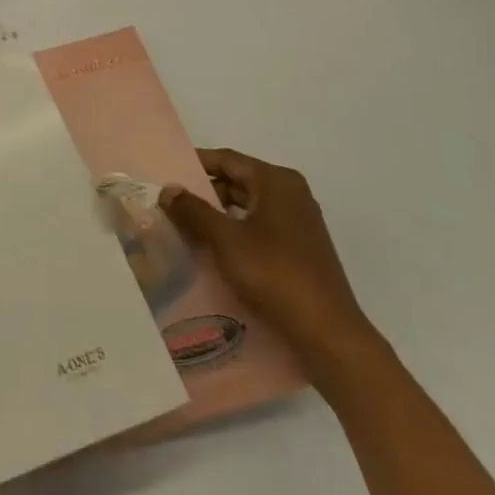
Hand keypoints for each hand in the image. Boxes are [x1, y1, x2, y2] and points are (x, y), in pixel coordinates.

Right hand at [160, 148, 377, 385]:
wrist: (327, 334)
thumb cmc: (274, 274)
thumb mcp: (225, 239)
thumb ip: (193, 210)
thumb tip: (168, 189)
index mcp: (277, 181)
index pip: (227, 159)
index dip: (195, 164)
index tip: (166, 173)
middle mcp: (292, 194)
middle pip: (238, 181)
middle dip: (204, 192)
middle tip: (171, 203)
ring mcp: (299, 223)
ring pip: (248, 207)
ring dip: (218, 215)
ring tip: (186, 227)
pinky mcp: (301, 250)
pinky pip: (260, 229)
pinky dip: (236, 233)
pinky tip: (214, 251)